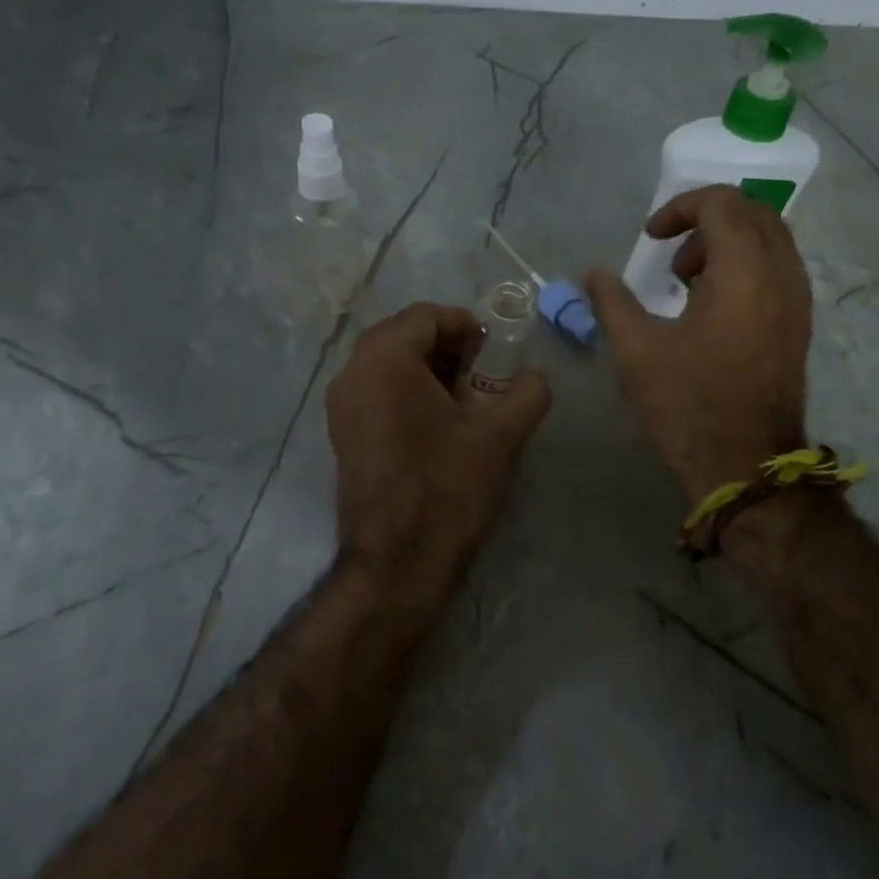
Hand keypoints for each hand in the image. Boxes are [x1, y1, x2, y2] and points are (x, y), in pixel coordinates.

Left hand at [326, 302, 552, 586]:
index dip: (468, 326)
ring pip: (390, 366)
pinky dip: (410, 395)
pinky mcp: (343, 435)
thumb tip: (536, 376)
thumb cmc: (447, 487)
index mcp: (384, 358)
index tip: (497, 354)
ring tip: (469, 403)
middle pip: (406, 337)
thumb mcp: (500, 435)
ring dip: (431, 372)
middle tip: (487, 376)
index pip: (428, 315)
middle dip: (450, 349)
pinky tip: (441, 427)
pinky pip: (378, 394)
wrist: (396, 562)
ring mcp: (341, 406)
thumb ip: (527, 392)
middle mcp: (352, 372)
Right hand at [584, 186, 811, 500]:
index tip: (650, 238)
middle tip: (672, 255)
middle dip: (708, 219)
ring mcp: (797, 301)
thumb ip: (612, 302)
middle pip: (754, 212)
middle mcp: (782, 276)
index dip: (680, 208)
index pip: (722, 203)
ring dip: (729, 242)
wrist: (744, 464)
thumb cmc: (688, 404)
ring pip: (771, 240)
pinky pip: (778, 269)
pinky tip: (713, 306)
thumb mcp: (636, 351)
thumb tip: (592, 274)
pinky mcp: (798, 325)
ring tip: (689, 281)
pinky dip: (746, 265)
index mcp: (744, 273)